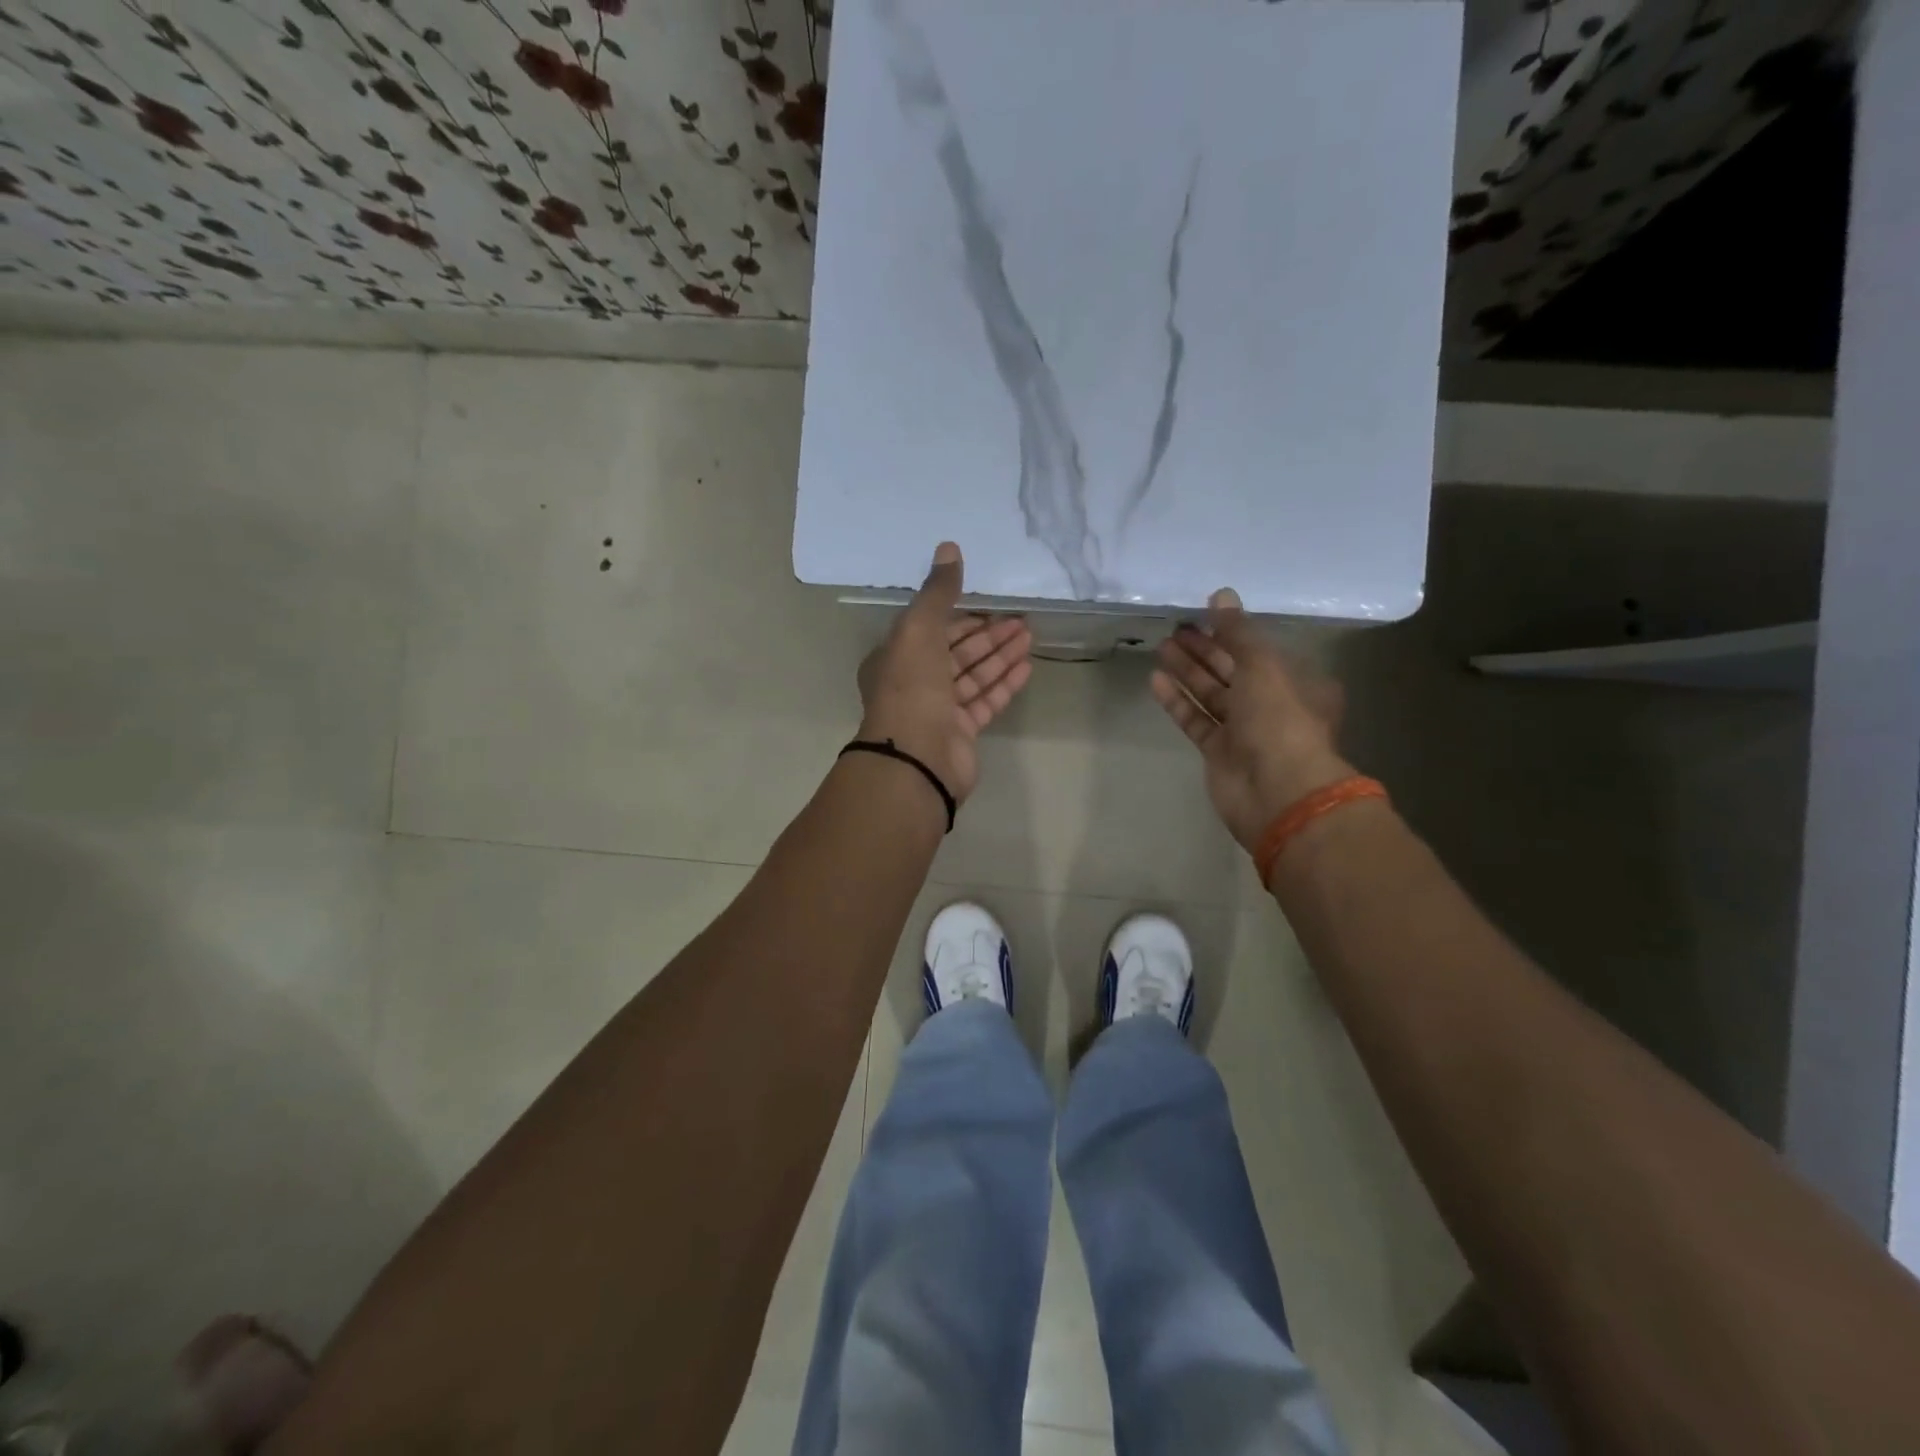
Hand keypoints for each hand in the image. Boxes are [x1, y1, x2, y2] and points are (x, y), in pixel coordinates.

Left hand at [856, 541, 1032, 806]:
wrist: (917, 758)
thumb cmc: (911, 688)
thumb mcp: (919, 629)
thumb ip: (937, 592)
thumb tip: (948, 547)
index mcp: (896, 658)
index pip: (931, 629)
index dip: (961, 615)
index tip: (990, 603)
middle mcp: (915, 683)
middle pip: (956, 652)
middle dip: (987, 634)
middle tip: (1020, 618)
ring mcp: (939, 711)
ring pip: (973, 676)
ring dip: (999, 655)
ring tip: (1029, 635)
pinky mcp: (962, 732)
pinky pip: (986, 701)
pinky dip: (1004, 683)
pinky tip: (1026, 667)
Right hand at [1150, 588, 1353, 852]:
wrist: (1277, 791)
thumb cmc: (1280, 720)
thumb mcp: (1263, 665)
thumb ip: (1238, 631)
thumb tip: (1221, 594)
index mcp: (1296, 682)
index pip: (1260, 650)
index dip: (1233, 632)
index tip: (1204, 613)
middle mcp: (1272, 705)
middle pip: (1233, 670)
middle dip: (1205, 649)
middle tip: (1176, 628)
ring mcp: (1244, 731)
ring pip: (1211, 695)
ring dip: (1188, 671)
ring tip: (1161, 647)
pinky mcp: (1218, 753)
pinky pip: (1195, 720)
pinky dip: (1177, 701)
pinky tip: (1156, 680)